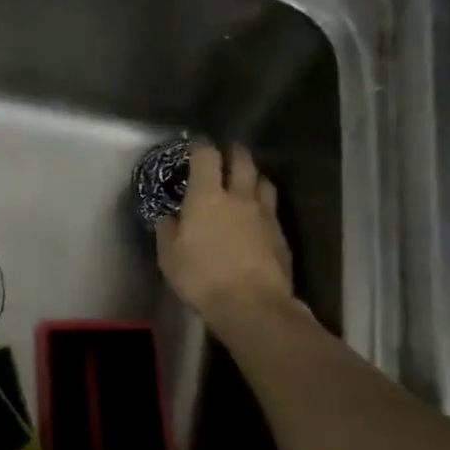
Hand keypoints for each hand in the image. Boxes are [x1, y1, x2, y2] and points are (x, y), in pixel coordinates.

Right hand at [155, 143, 297, 334]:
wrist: (252, 304)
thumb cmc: (201, 277)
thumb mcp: (169, 256)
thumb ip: (168, 231)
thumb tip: (168, 217)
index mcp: (206, 197)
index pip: (207, 157)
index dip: (201, 146)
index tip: (196, 144)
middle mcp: (238, 198)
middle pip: (242, 162)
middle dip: (234, 152)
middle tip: (227, 151)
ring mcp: (264, 215)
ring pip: (263, 182)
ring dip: (254, 175)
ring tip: (247, 178)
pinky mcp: (281, 235)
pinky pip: (271, 209)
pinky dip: (263, 204)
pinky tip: (257, 214)